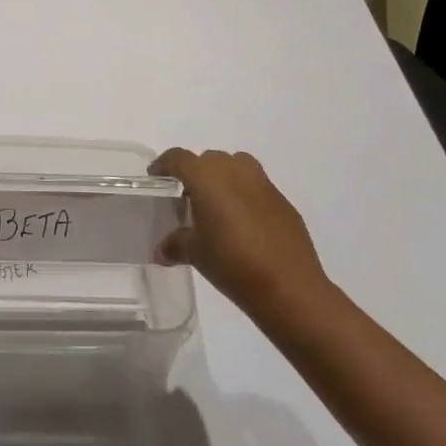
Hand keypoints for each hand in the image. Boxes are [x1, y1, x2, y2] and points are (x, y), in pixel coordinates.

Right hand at [151, 148, 328, 315]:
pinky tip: (244, 225)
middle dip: (195, 174)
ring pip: (235, 167)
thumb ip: (175, 244)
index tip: (156, 178)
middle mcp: (233, 169)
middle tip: (187, 199)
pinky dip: (245, 196)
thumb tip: (162, 250)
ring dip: (223, 179)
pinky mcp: (282, 200)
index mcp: (206, 176)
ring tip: (217, 207)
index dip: (163, 165)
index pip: (177, 158)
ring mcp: (262, 183)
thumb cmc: (232, 262)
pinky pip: (256, 187)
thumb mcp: (196, 254)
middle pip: (207, 160)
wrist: (289, 287)